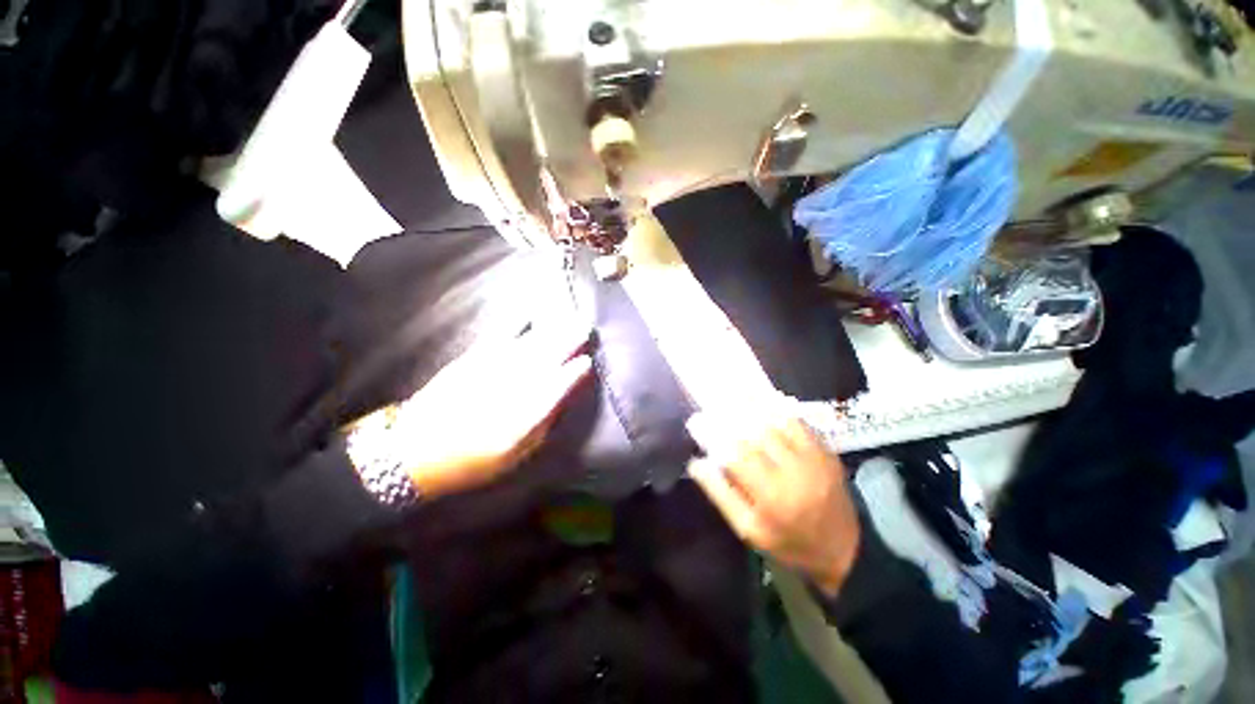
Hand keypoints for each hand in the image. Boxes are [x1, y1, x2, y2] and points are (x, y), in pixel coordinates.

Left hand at [354, 322, 592, 498]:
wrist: (413, 450)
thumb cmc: (472, 459)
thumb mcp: (515, 453)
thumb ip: (543, 422)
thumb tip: (563, 396)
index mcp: (521, 416)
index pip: (555, 387)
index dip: (573, 372)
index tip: (588, 360)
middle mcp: (508, 388)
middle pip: (545, 358)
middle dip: (568, 340)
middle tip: (586, 327)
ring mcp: (489, 370)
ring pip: (527, 345)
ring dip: (551, 330)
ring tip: (569, 317)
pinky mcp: (471, 361)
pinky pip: (498, 338)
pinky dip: (515, 326)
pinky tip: (528, 316)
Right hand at [687, 413, 860, 596]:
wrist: (843, 551)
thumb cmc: (788, 543)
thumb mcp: (748, 530)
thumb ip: (721, 495)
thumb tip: (697, 463)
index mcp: (772, 497)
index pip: (736, 455)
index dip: (713, 435)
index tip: (695, 421)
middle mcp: (795, 473)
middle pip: (756, 433)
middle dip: (730, 414)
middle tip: (711, 401)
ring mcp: (815, 459)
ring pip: (778, 422)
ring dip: (754, 404)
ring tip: (732, 391)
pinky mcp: (827, 452)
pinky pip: (799, 423)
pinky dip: (779, 408)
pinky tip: (763, 398)